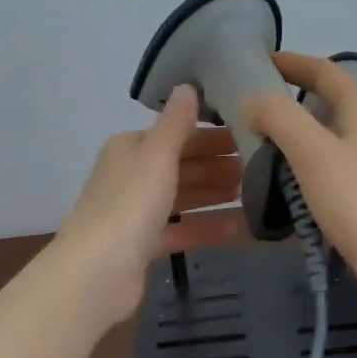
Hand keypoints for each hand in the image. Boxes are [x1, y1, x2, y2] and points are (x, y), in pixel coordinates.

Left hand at [54, 85, 244, 325]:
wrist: (97, 272)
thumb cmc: (130, 204)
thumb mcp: (157, 154)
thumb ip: (176, 122)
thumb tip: (187, 85)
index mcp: (130, 148)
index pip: (177, 135)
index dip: (212, 136)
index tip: (251, 138)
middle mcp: (131, 176)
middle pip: (181, 166)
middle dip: (217, 166)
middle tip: (259, 168)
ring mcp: (135, 213)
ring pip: (182, 198)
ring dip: (214, 195)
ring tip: (253, 195)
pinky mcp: (142, 246)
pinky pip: (180, 230)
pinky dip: (205, 228)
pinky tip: (238, 229)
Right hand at [241, 51, 356, 312]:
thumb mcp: (313, 152)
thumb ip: (279, 117)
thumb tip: (253, 100)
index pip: (325, 71)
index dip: (292, 62)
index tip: (258, 63)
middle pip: (327, 104)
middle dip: (289, 103)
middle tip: (248, 111)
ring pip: (327, 141)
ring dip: (295, 140)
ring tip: (257, 150)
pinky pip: (330, 173)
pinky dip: (305, 172)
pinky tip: (283, 190)